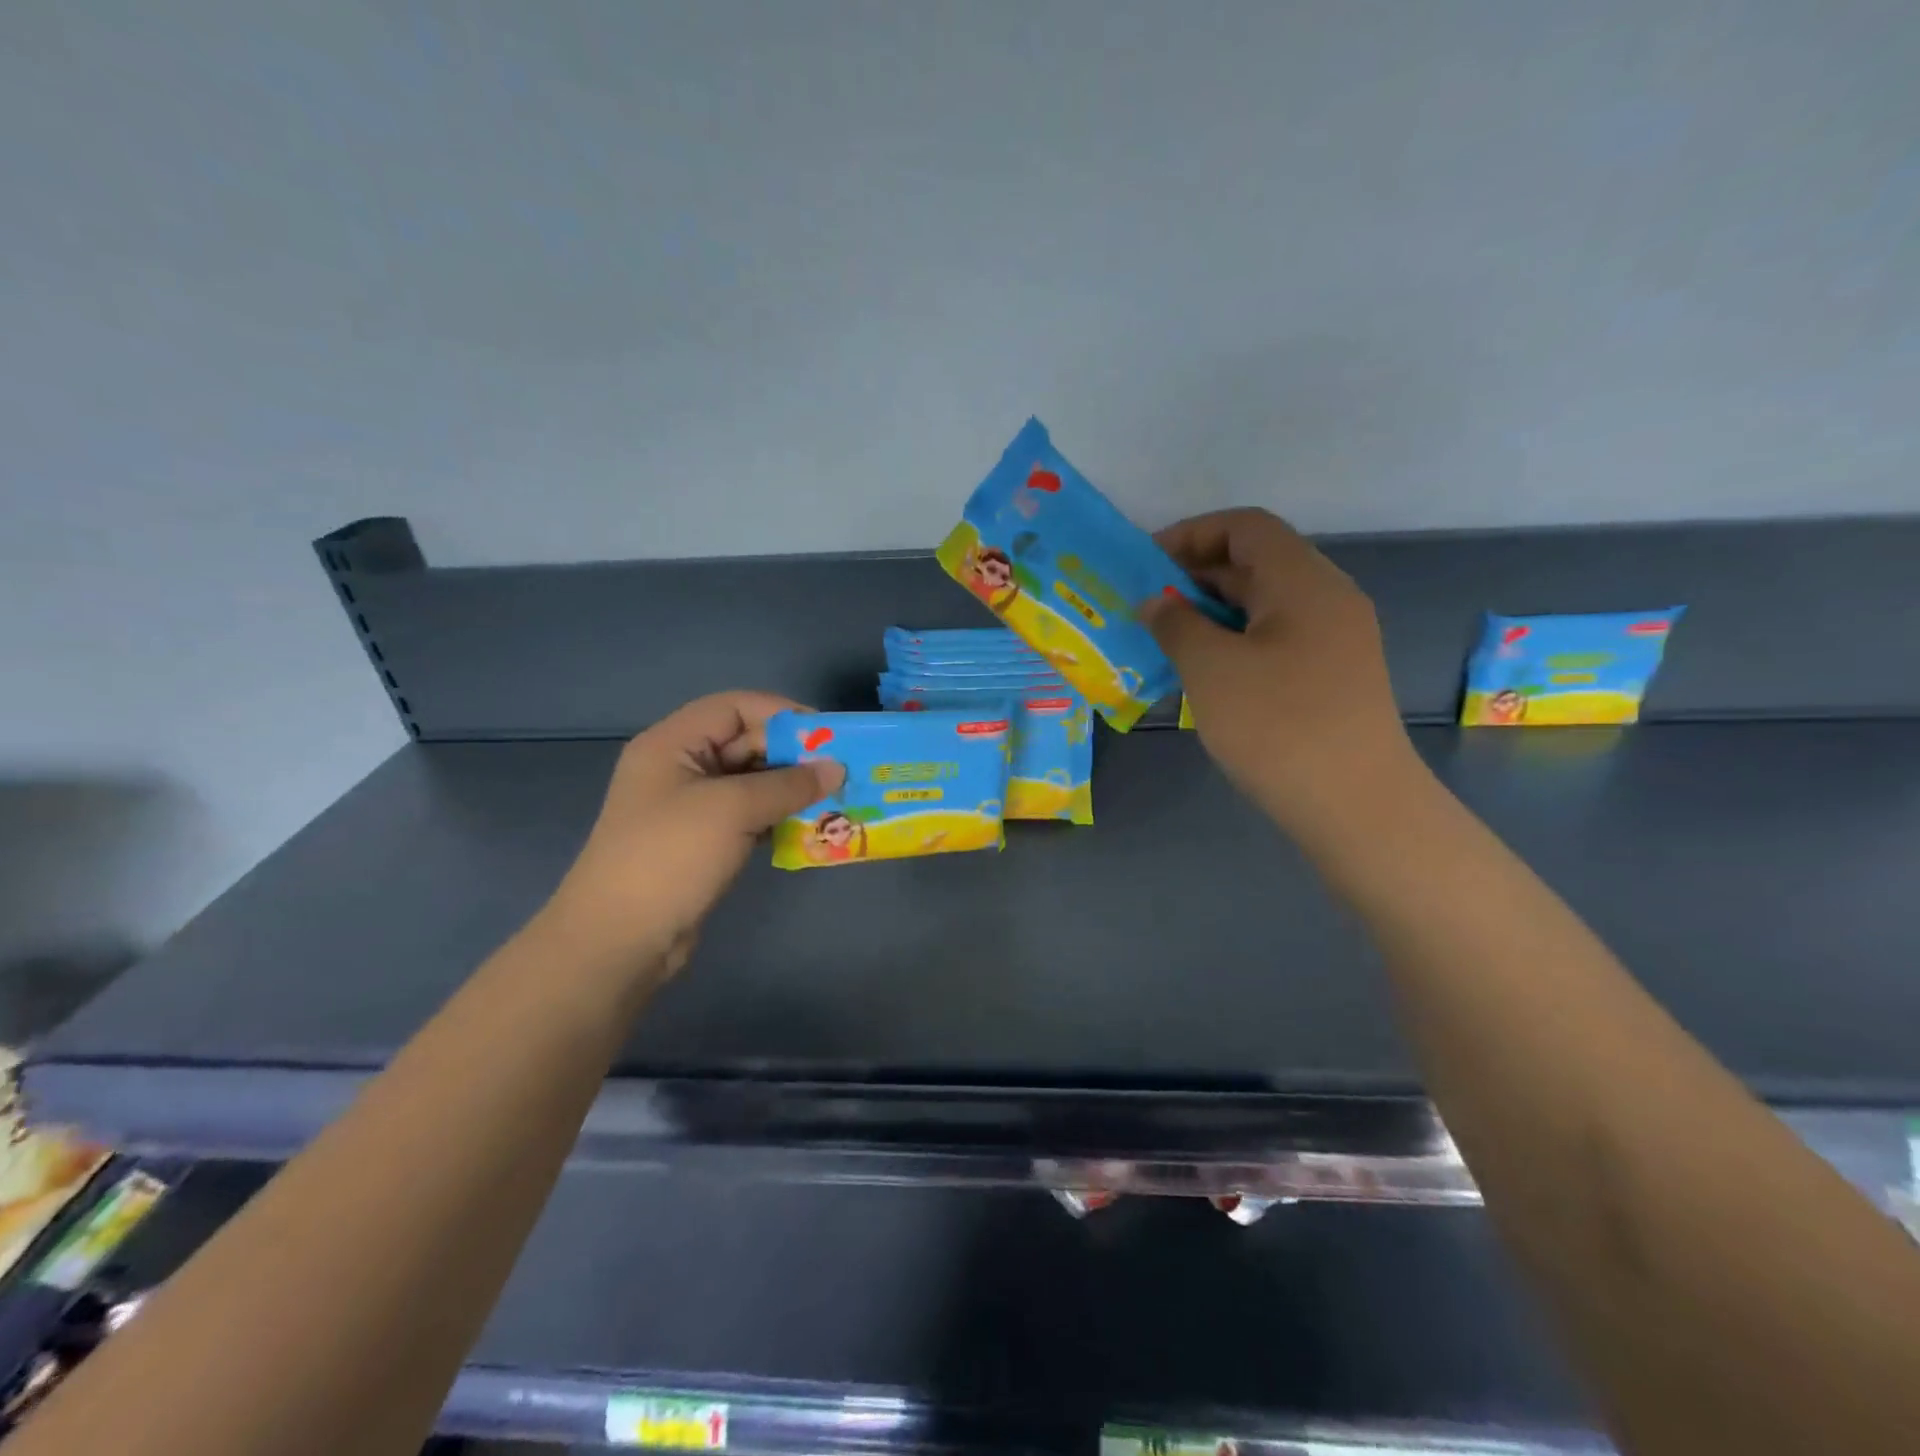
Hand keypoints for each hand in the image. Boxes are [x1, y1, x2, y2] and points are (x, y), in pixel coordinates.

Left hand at [543, 692, 842, 977]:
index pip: (734, 706)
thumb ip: (789, 784)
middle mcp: (680, 767)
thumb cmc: (670, 857)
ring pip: (750, 781)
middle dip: (792, 755)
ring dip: (790, 788)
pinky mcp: (701, 841)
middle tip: (840, 771)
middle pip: (744, 742)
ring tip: (834, 798)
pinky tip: (809, 826)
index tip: (827, 737)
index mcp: (672, 743)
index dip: (782, 714)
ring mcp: (690, 807)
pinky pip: (748, 814)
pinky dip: (778, 816)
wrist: (619, 940)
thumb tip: (837, 768)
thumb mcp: (732, 809)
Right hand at [1142, 509, 1414, 833]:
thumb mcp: (1211, 669)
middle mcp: (1327, 598)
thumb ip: (1176, 624)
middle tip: (1147, 604)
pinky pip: (1276, 637)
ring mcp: (1335, 639)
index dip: (1192, 534)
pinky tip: (1204, 671)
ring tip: (1166, 638)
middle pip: (1257, 562)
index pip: (1246, 527)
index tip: (1146, 565)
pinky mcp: (1333, 675)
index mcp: (1304, 582)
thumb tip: (1156, 603)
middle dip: (1196, 575)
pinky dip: (1235, 640)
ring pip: (1265, 604)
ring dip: (1213, 611)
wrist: (1356, 805)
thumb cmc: (1278, 726)